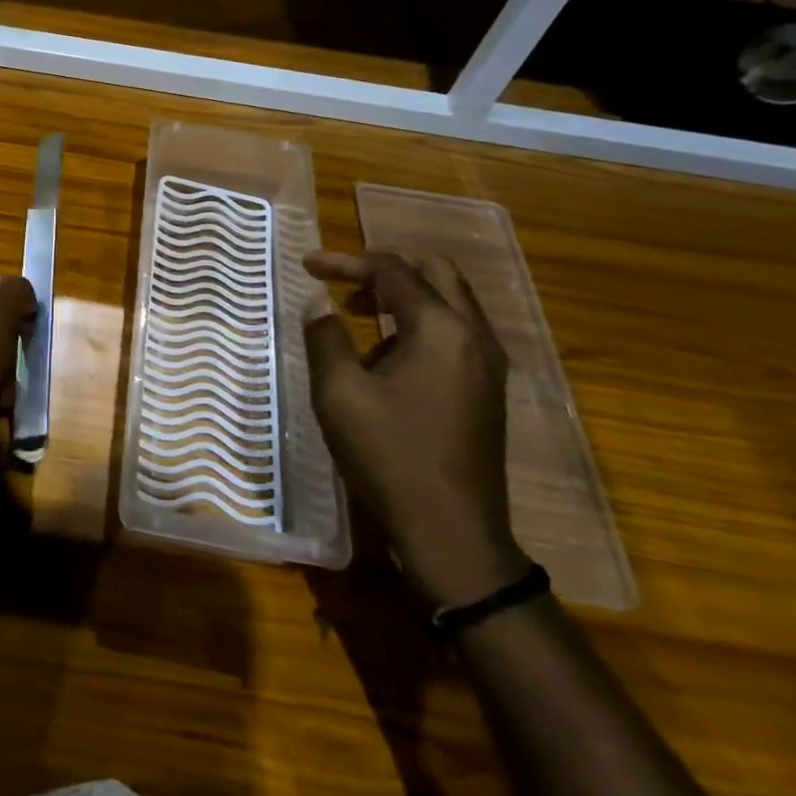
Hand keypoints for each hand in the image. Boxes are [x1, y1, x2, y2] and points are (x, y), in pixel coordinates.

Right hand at [303, 250, 527, 609]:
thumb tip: (320, 304)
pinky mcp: (488, 388)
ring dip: (402, 293)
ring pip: (449, 300)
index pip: (392, 271)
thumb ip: (326, 338)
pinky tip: (387, 352)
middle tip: (341, 279)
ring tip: (355, 312)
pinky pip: (456, 330)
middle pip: (434, 271)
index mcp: (440, 328)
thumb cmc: (390, 457)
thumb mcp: (339, 394)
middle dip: (383, 267)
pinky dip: (420, 320)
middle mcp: (474, 334)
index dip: (345, 262)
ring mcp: (489, 363)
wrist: (452, 533)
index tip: (306, 266)